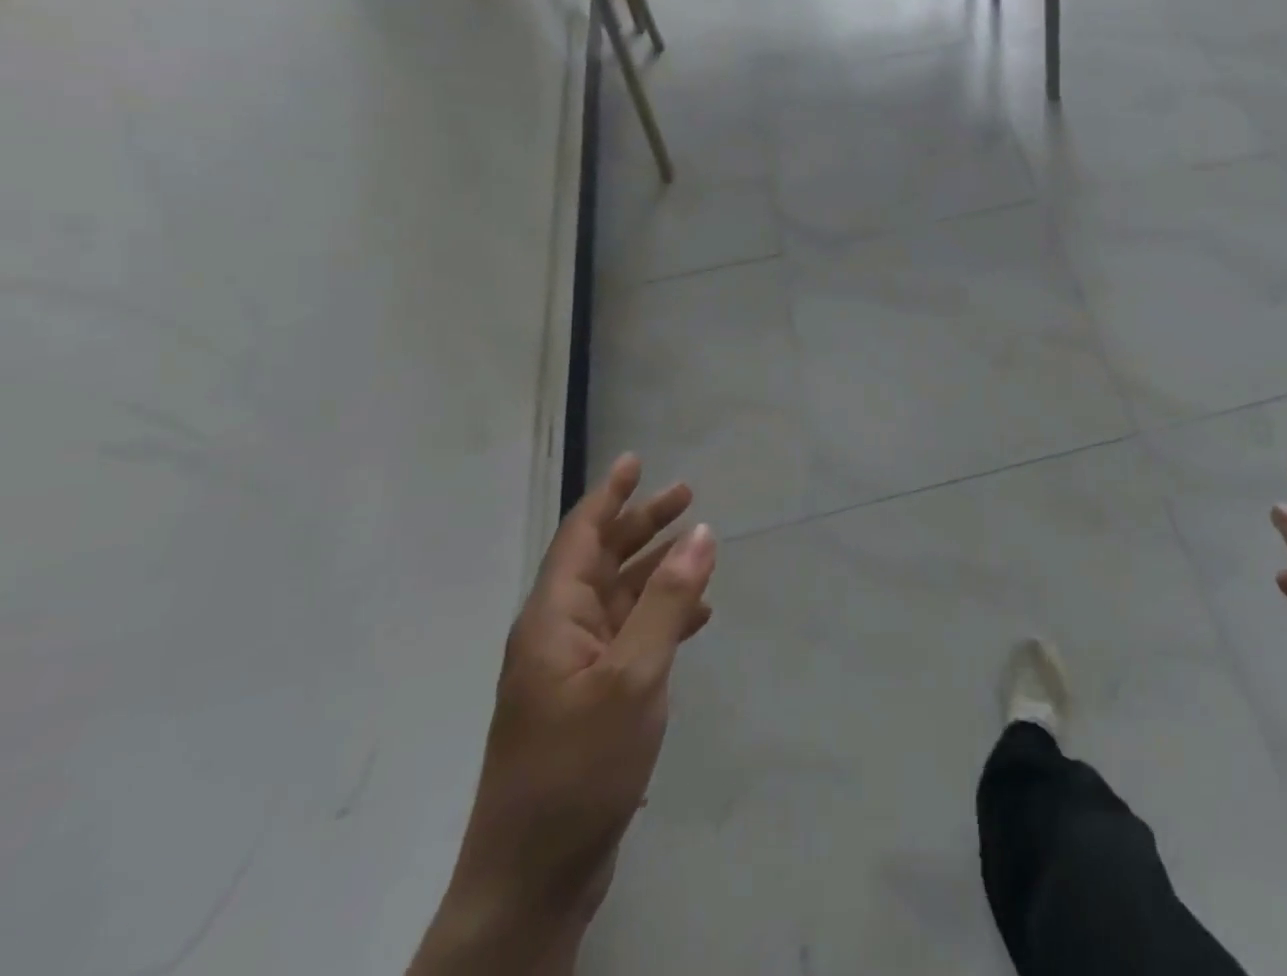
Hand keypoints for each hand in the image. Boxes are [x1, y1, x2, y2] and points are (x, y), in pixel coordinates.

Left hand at [411, 456, 716, 974]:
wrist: (533, 878)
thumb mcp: (633, 677)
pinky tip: (696, 618)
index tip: (634, 460)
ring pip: (618, 598)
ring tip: (700, 546)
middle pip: (601, 561)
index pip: (580, 537)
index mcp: (552, 620)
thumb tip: (702, 533)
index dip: (608, 496)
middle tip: (687, 495)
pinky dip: (661, 616)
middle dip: (641, 525)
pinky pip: (629, 636)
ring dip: (656, 569)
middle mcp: (557, 635)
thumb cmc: (578, 767)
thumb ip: (669, 601)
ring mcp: (571, 670)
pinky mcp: (588, 701)